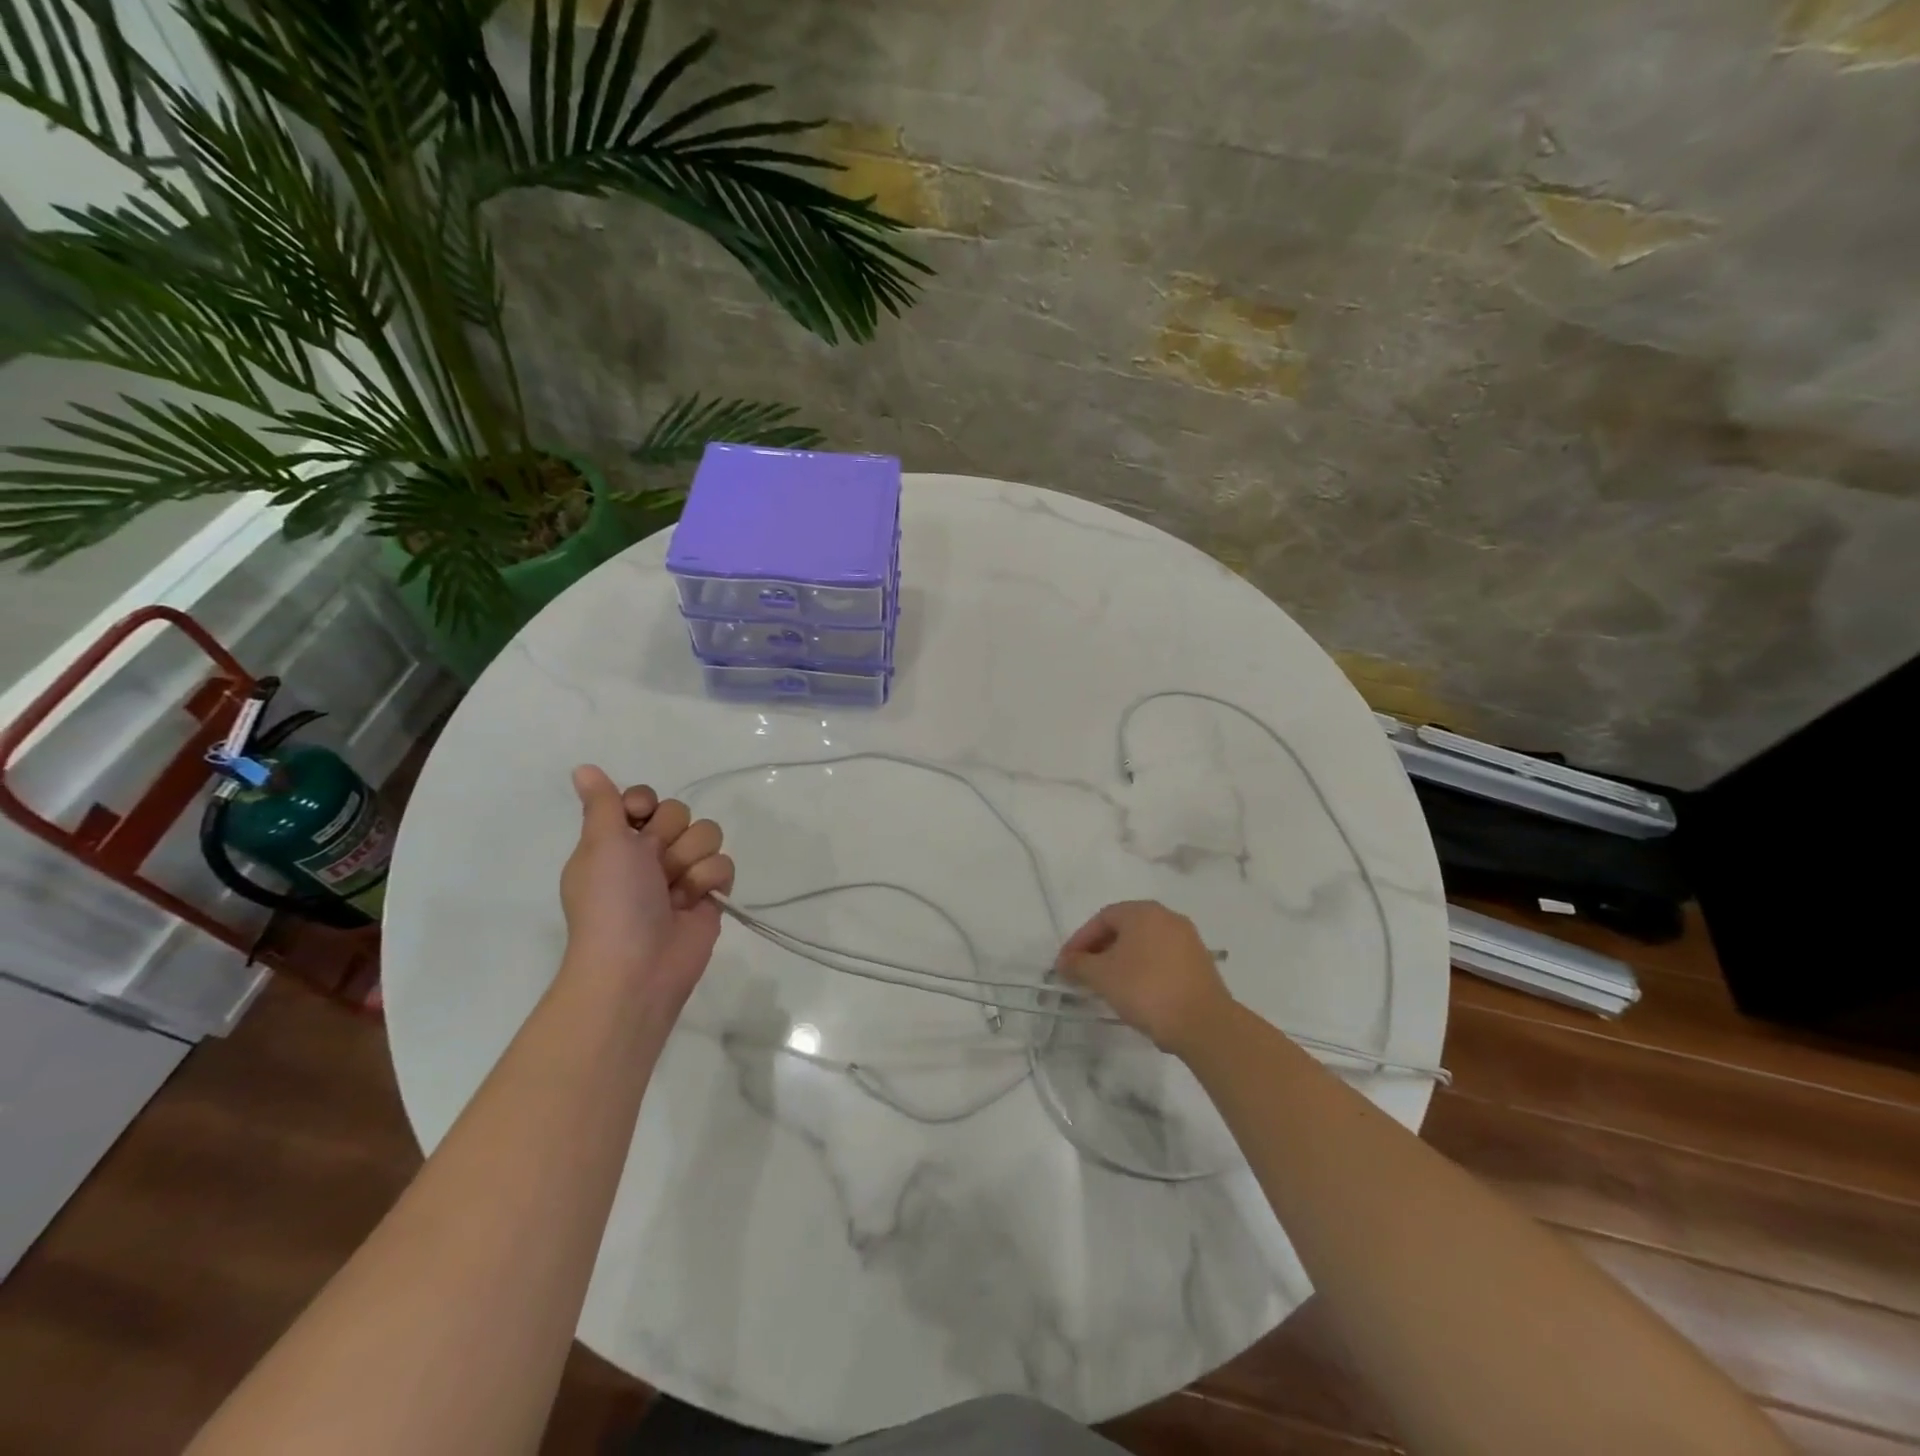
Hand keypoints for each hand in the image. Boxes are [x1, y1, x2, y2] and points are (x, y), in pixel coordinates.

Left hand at [559, 765, 734, 1016]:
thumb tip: (582, 767)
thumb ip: (602, 803)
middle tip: (653, 865)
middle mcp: (649, 854)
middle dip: (671, 837)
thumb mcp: (601, 844)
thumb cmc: (612, 901)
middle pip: (680, 813)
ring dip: (691, 860)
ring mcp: (682, 874)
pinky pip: (724, 864)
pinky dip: (710, 881)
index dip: (645, 805)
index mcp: (617, 841)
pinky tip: (695, 901)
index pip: (645, 798)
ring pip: (707, 835)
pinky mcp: (710, 895)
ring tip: (675, 889)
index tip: (637, 818)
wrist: (638, 965)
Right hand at [1056, 901, 1232, 1057]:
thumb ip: (1079, 965)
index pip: (1102, 918)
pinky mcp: (1200, 964)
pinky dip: (1143, 970)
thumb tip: (1065, 962)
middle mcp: (1167, 917)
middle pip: (1124, 929)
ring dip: (1121, 961)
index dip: (1080, 940)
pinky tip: (1136, 993)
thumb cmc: (1146, 989)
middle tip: (1084, 974)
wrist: (1204, 1024)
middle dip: (1100, 950)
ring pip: (1144, 945)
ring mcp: (1188, 940)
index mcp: (1143, 912)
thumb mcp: (1102, 977)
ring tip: (1107, 986)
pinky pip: (1162, 959)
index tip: (1066, 964)